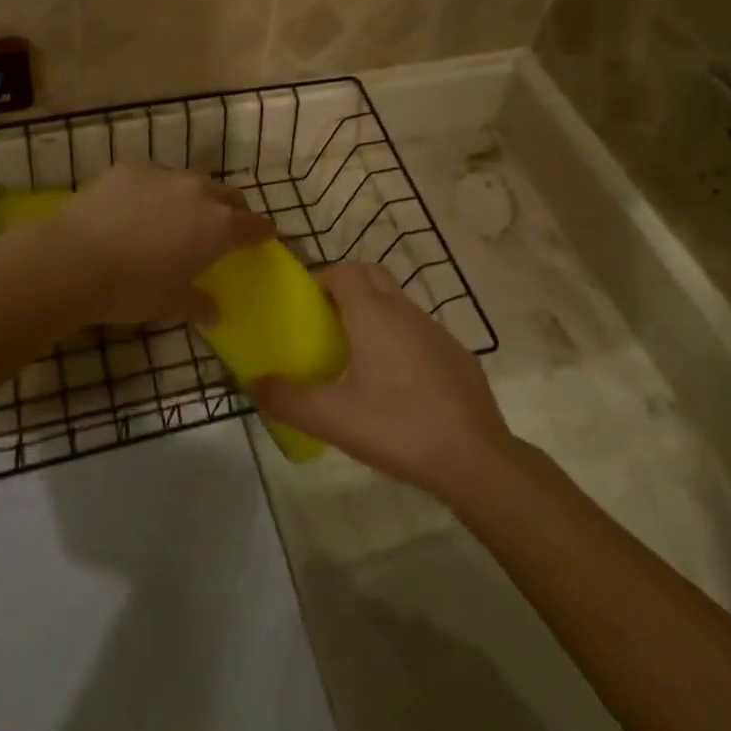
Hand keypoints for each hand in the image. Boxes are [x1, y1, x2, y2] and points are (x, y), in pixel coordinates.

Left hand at [52, 165, 273, 328]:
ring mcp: (164, 174)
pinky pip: (154, 176)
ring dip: (192, 197)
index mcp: (218, 227)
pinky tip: (134, 209)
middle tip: (221, 228)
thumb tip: (214, 311)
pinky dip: (154, 190)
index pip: (255, 225)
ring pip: (191, 181)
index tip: (264, 237)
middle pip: (228, 195)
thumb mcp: (169, 305)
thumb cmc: (131, 290)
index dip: (262, 232)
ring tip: (175, 217)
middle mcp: (199, 192)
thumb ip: (198, 305)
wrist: (73, 259)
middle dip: (231, 210)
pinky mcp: (130, 167)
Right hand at [253, 265, 513, 494]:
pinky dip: (401, 340)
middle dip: (346, 287)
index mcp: (373, 315)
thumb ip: (287, 400)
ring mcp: (437, 331)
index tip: (304, 304)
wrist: (476, 459)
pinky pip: (420, 332)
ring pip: (398, 304)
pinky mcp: (458, 356)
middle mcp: (405, 311)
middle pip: (372, 276)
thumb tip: (255, 384)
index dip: (321, 279)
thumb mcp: (332, 419)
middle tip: (326, 321)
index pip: (344, 272)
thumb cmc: (397, 427)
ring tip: (356, 355)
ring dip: (374, 314)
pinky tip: (397, 384)